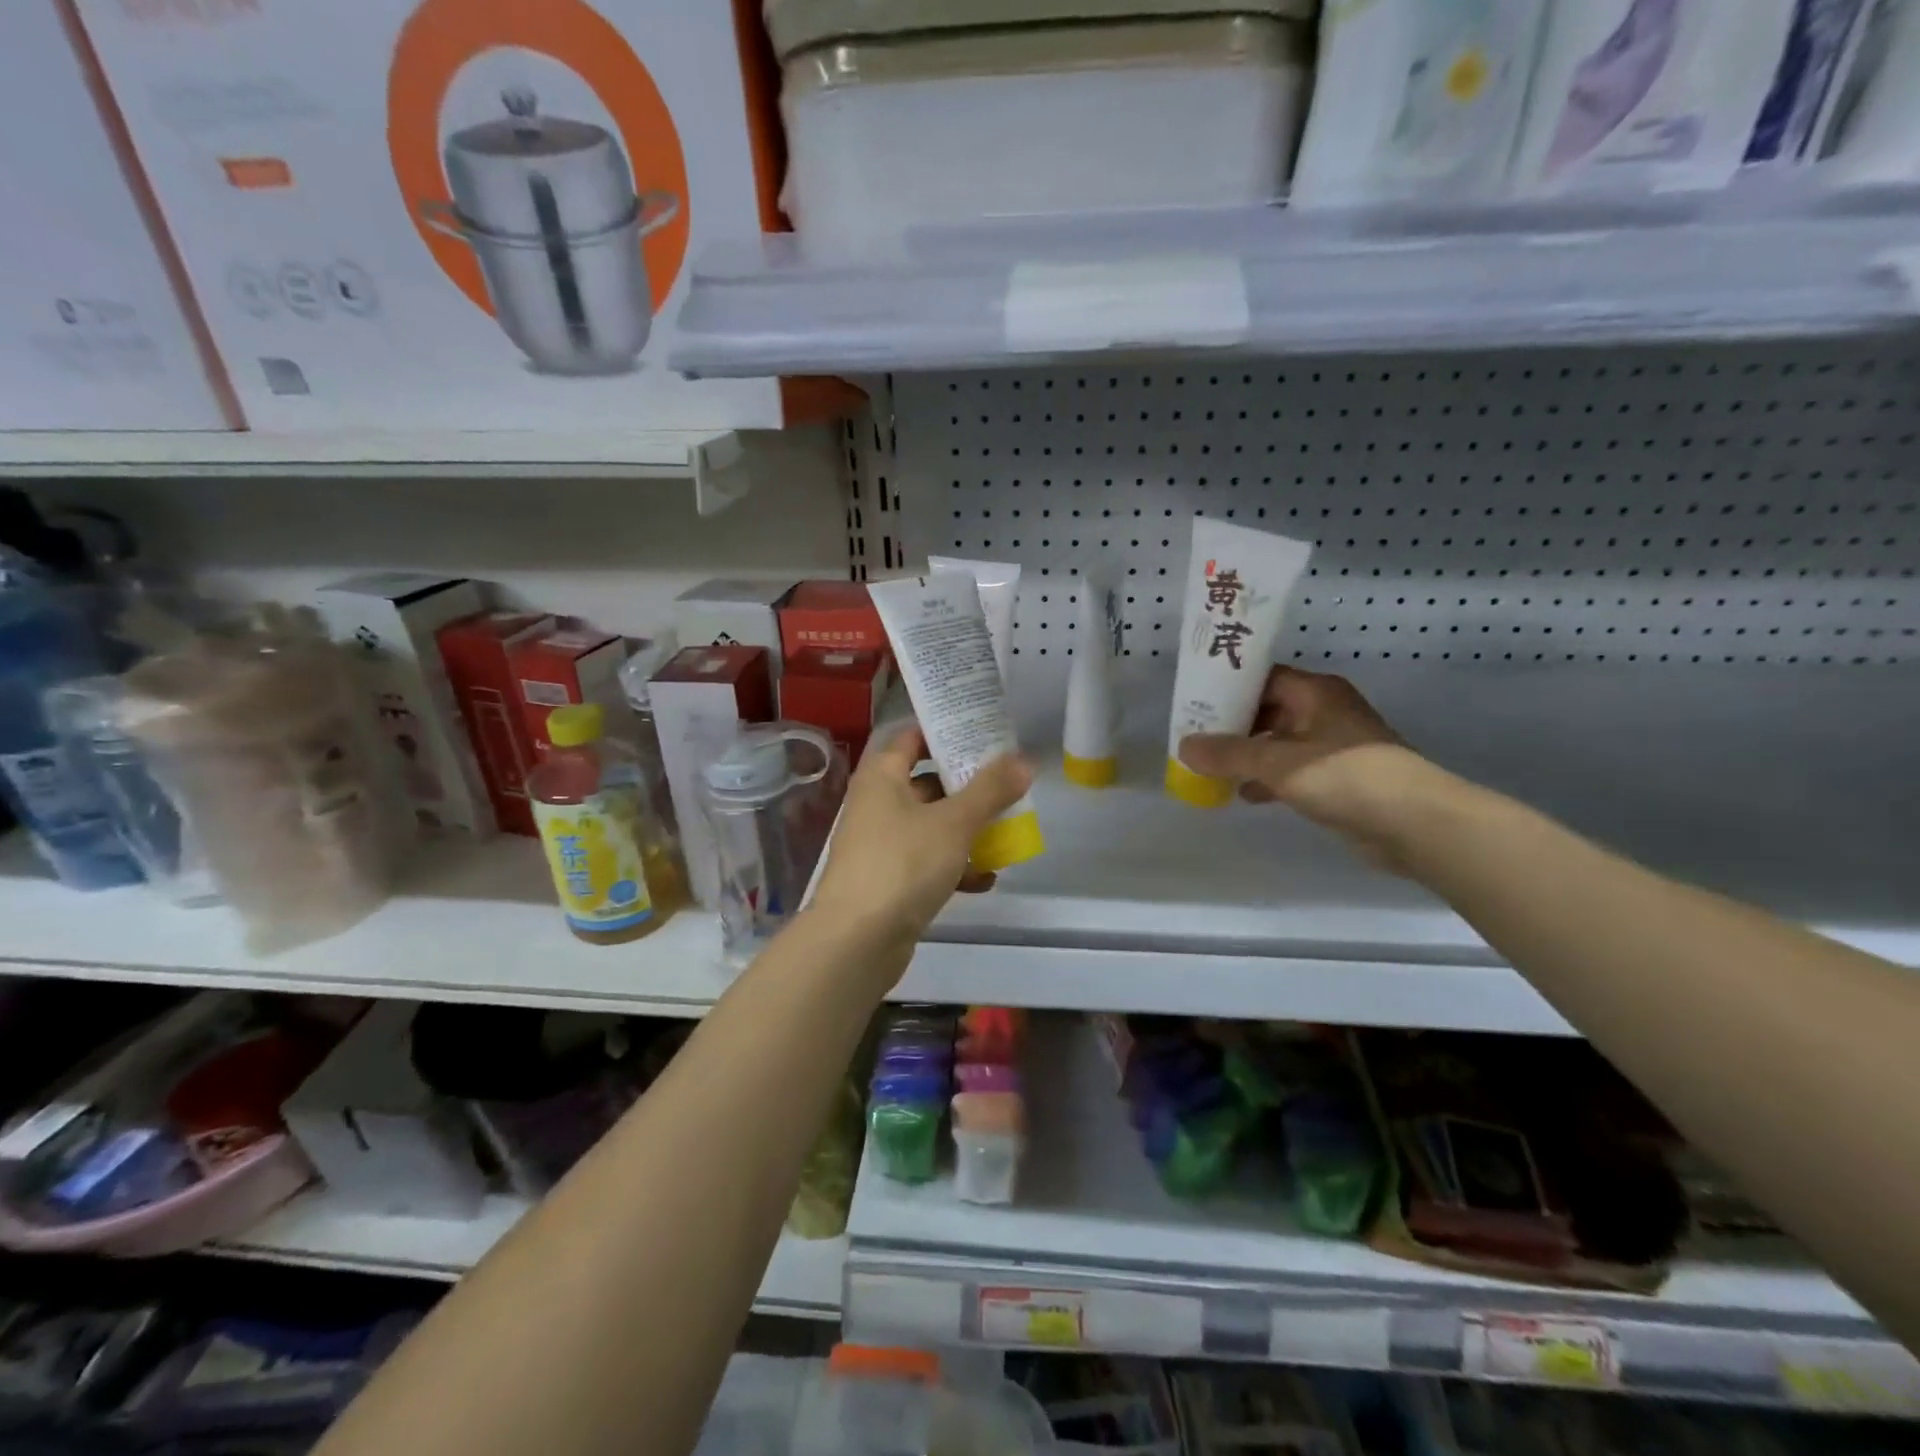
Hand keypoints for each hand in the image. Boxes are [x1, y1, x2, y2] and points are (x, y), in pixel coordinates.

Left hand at [811, 725, 1032, 949]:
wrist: (857, 941)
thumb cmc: (903, 864)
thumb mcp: (954, 822)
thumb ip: (990, 790)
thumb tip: (1023, 760)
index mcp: (882, 777)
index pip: (913, 738)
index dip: (947, 733)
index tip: (985, 733)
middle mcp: (876, 804)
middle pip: (927, 783)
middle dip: (968, 786)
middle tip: (1008, 783)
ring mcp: (880, 845)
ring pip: (931, 825)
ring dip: (966, 830)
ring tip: (1006, 832)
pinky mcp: (888, 881)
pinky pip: (927, 862)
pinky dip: (954, 866)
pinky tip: (986, 879)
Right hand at [1178, 667, 1435, 865]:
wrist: (1413, 823)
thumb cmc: (1344, 777)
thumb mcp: (1277, 762)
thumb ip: (1228, 754)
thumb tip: (1184, 747)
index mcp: (1315, 693)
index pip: (1263, 678)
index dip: (1228, 687)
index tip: (1194, 701)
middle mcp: (1324, 711)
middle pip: (1268, 710)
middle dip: (1232, 725)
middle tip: (1194, 737)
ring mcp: (1333, 746)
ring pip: (1278, 742)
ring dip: (1247, 755)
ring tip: (1210, 768)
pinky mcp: (1338, 778)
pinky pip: (1291, 769)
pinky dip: (1267, 778)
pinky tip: (1244, 794)